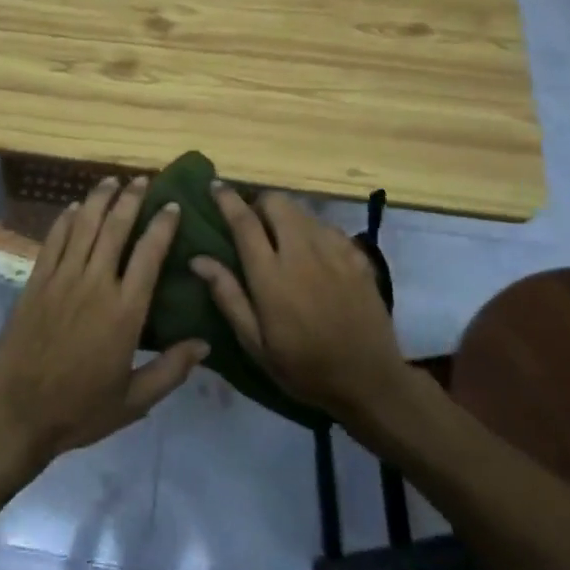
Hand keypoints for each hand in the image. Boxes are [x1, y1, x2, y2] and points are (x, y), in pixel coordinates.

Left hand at [0, 176, 207, 472]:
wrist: (16, 414)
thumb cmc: (80, 410)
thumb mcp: (134, 401)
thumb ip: (171, 370)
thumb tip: (205, 343)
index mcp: (124, 311)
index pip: (149, 254)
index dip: (162, 225)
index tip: (172, 205)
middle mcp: (95, 284)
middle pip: (115, 228)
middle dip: (131, 199)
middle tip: (142, 180)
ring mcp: (62, 279)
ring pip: (84, 226)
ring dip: (99, 199)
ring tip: (112, 180)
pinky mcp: (36, 282)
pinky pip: (54, 240)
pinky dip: (66, 219)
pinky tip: (75, 207)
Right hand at [189, 185, 418, 423]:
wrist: (370, 382)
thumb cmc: (304, 368)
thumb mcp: (256, 343)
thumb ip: (228, 296)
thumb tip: (198, 260)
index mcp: (271, 275)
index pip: (244, 221)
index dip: (227, 199)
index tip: (215, 186)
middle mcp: (302, 252)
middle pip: (277, 202)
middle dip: (260, 204)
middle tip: (253, 222)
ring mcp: (334, 251)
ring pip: (303, 211)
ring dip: (286, 216)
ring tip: (282, 238)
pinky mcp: (358, 256)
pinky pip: (328, 227)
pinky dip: (313, 231)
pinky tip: (314, 255)